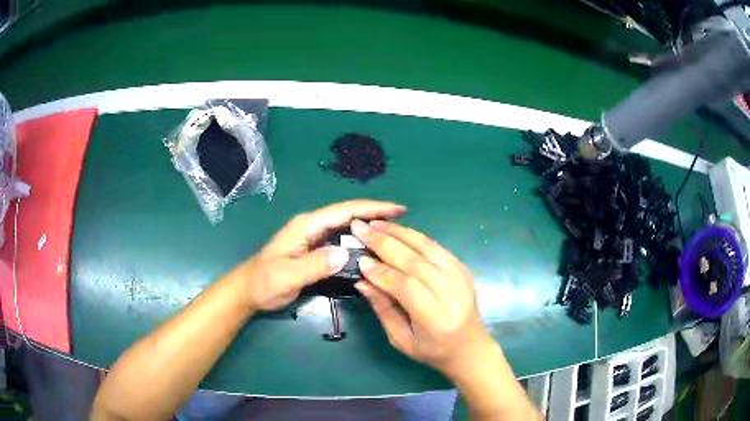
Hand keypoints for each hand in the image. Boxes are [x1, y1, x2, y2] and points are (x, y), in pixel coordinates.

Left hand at [234, 200, 405, 311]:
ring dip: (369, 228)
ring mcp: (314, 238)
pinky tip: (371, 250)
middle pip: (349, 215)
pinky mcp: (315, 250)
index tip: (397, 209)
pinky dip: (358, 243)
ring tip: (393, 234)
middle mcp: (313, 227)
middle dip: (376, 215)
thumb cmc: (264, 282)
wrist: (249, 291)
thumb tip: (346, 253)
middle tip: (402, 222)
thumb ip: (314, 264)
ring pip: (347, 228)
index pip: (345, 211)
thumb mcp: (286, 275)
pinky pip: (342, 242)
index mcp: (307, 226)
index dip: (372, 208)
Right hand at [351, 220, 492, 376]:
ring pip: (428, 248)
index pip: (406, 287)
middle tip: (361, 229)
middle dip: (385, 244)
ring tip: (376, 223)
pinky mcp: (463, 269)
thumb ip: (383, 308)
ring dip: (400, 233)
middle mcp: (452, 294)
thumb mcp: (401, 339)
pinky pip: (437, 247)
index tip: (360, 260)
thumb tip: (362, 281)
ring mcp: (461, 278)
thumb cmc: (432, 351)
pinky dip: (415, 236)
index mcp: (436, 319)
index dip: (382, 272)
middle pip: (417, 262)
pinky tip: (398, 231)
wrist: (470, 348)